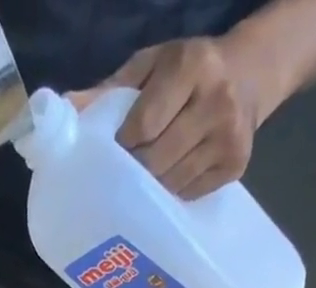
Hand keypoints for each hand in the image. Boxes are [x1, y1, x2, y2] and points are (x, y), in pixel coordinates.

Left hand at [77, 38, 264, 199]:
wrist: (249, 75)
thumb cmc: (188, 71)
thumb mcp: (150, 66)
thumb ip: (109, 91)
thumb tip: (66, 111)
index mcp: (191, 67)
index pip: (145, 125)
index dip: (124, 144)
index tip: (116, 151)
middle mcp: (215, 102)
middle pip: (158, 159)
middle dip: (136, 171)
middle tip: (126, 174)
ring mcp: (228, 139)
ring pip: (174, 182)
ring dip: (154, 186)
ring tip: (146, 180)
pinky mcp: (236, 167)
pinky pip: (191, 193)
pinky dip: (175, 191)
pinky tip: (170, 180)